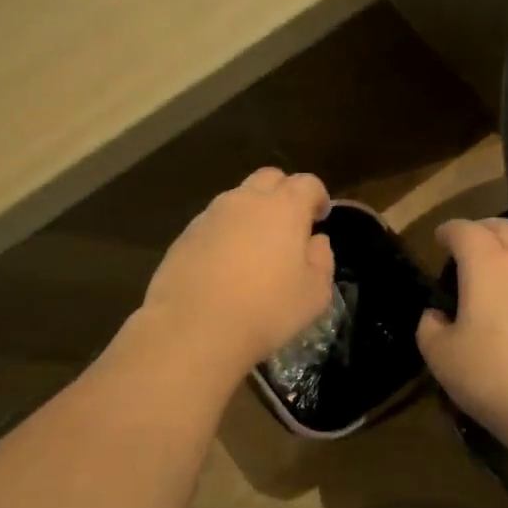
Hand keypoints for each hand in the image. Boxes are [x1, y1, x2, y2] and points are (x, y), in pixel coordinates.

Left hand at [141, 168, 336, 380]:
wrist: (194, 328)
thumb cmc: (266, 311)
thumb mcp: (314, 294)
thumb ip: (322, 260)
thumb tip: (316, 241)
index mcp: (283, 207)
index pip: (307, 183)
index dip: (317, 197)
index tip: (320, 218)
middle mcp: (245, 200)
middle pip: (268, 179)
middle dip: (283, 193)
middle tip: (288, 226)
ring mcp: (210, 215)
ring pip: (237, 199)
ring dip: (251, 214)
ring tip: (254, 249)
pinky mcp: (184, 235)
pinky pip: (212, 223)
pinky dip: (224, 233)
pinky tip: (224, 266)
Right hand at [417, 218, 507, 453]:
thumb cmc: (498, 377)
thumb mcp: (443, 359)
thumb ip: (430, 329)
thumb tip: (435, 316)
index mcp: (487, 264)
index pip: (464, 230)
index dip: (448, 231)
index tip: (439, 240)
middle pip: (505, 227)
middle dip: (483, 230)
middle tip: (469, 248)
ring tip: (502, 276)